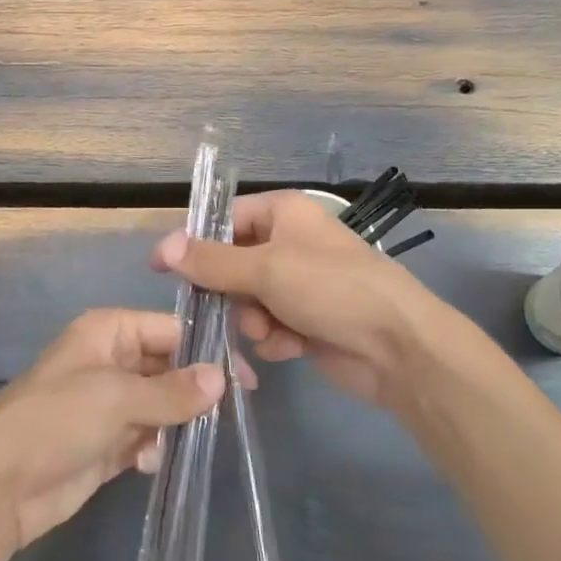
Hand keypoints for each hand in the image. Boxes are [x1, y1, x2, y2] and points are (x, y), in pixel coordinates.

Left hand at [0, 308, 222, 554]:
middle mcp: (109, 361)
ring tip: (197, 438)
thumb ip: (172, 390)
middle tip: (234, 411)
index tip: (245, 377)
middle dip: (194, 388)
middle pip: (166, 366)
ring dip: (178, 421)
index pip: (169, 329)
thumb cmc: (56, 421)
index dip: (206, 349)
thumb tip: (222, 378)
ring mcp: (107, 404)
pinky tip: (154, 462)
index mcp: (107, 332)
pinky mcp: (105, 444)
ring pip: (159, 404)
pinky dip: (156, 447)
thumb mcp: (117, 398)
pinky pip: (145, 437)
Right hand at [151, 190, 441, 406]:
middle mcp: (289, 242)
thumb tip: (162, 246)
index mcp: (283, 213)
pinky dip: (274, 338)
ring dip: (252, 320)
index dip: (195, 244)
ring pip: (247, 300)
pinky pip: (268, 326)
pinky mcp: (306, 320)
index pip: (225, 221)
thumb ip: (211, 261)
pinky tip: (291, 347)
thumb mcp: (265, 268)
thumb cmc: (331, 289)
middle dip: (231, 292)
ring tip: (271, 331)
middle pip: (232, 264)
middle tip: (231, 307)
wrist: (397, 347)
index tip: (165, 270)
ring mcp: (299, 284)